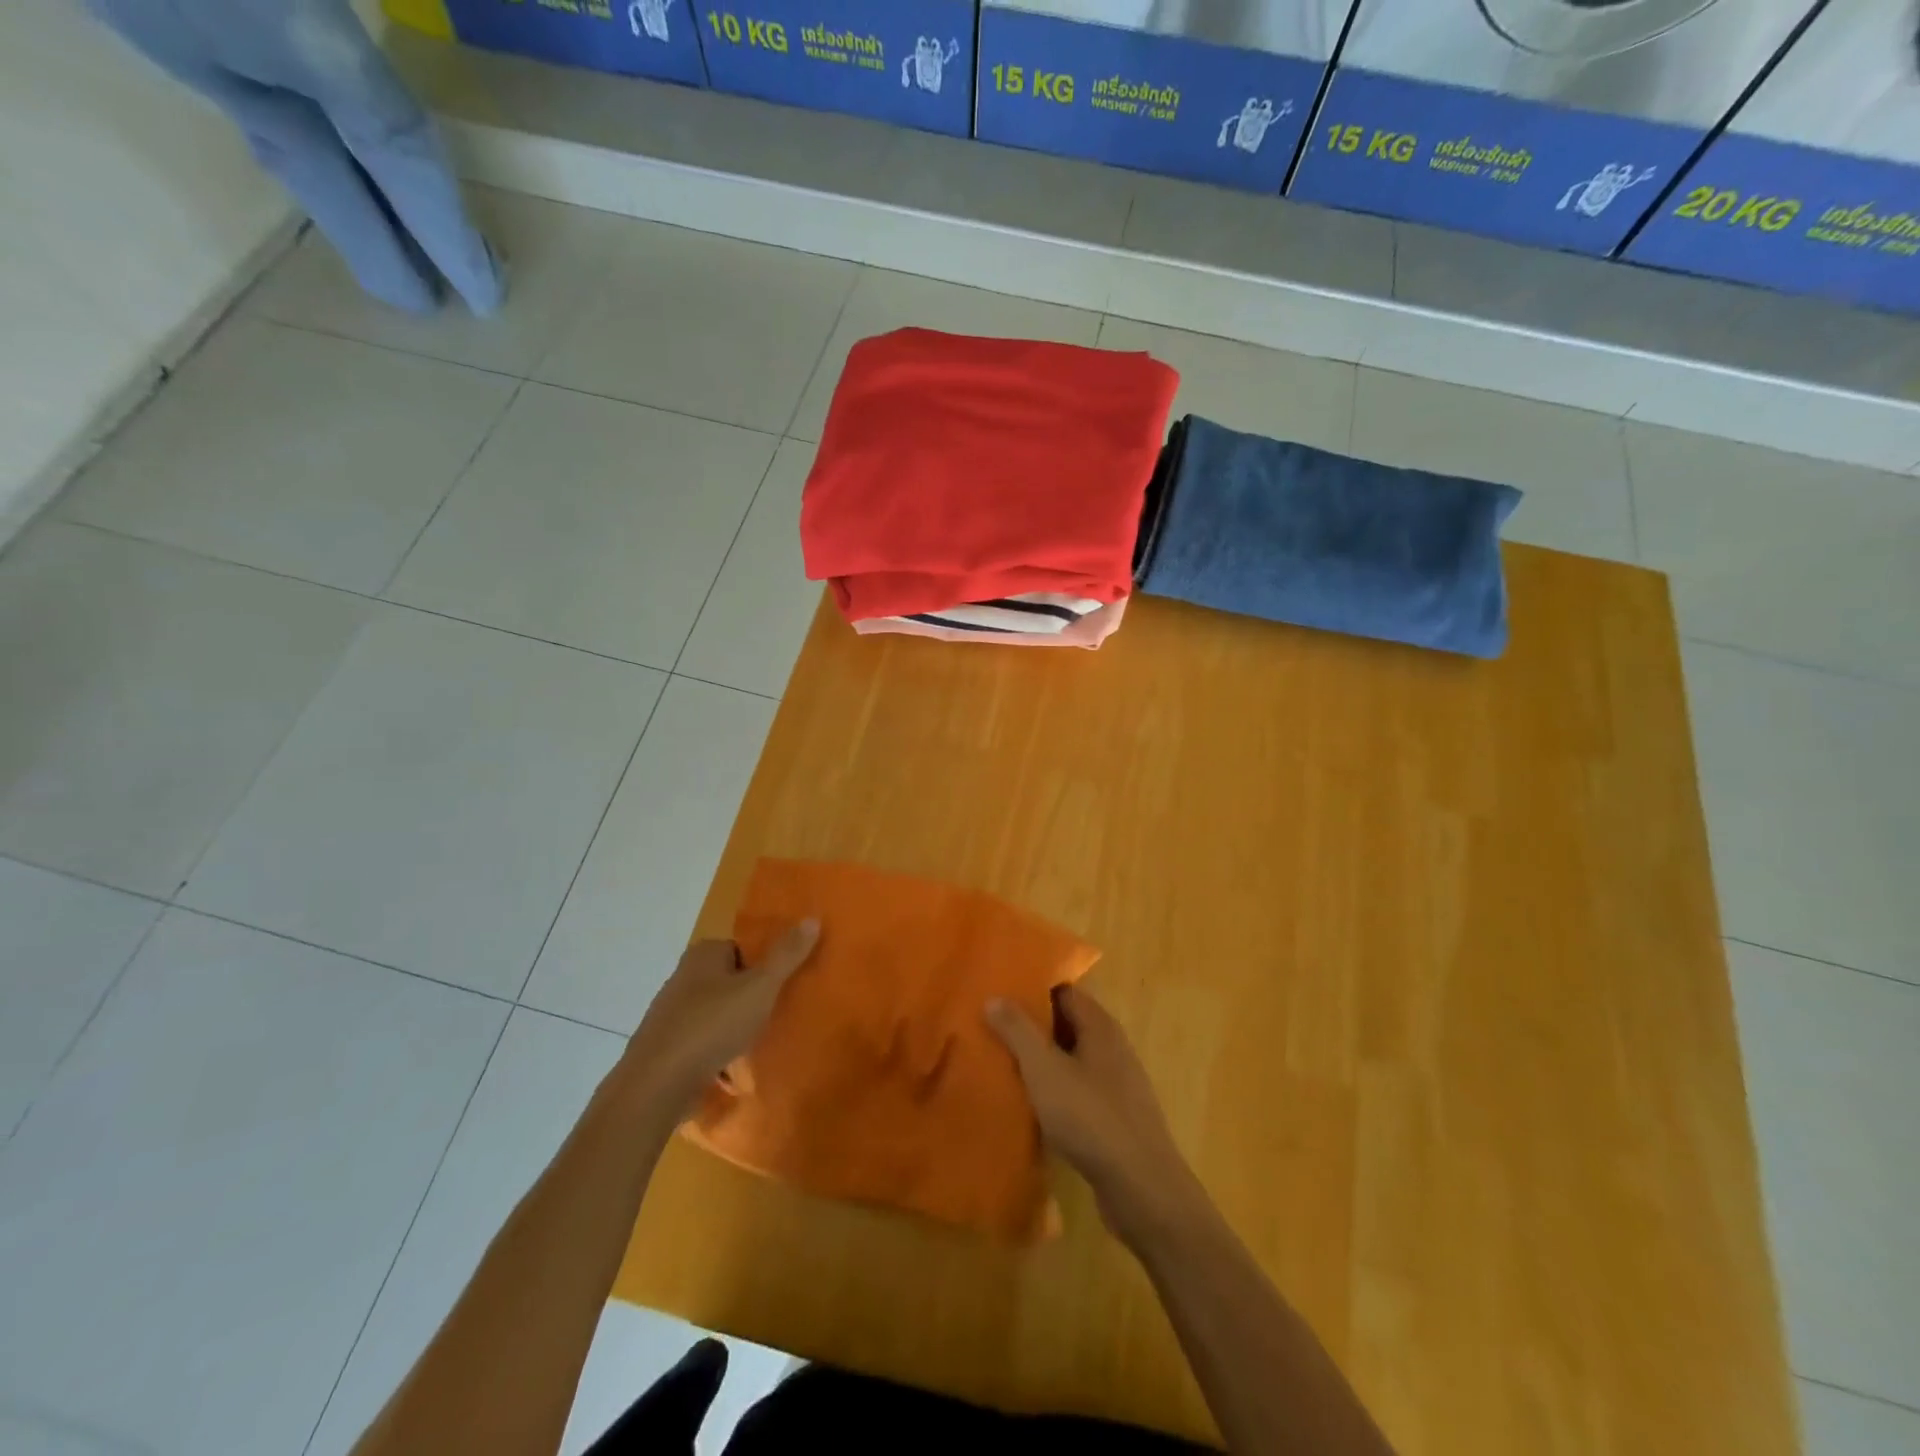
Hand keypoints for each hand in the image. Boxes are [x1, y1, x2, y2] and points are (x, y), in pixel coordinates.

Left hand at [626, 921, 819, 1116]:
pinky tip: (733, 1069)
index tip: (784, 985)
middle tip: (778, 1014)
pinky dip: (718, 1051)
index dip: (765, 965)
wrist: (656, 1085)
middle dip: (751, 997)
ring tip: (760, 1043)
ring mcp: (671, 1013)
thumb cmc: (712, 1025)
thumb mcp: (760, 987)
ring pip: (717, 1013)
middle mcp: (683, 976)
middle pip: (730, 980)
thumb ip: (787, 955)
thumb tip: (813, 917)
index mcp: (703, 954)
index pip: (743, 948)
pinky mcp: (666, 1047)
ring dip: (735, 1027)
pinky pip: (702, 1042)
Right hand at [986, 986, 1200, 1241]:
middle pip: (1066, 1024)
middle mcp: (1112, 1048)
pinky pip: (1076, 1091)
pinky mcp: (1114, 1118)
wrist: (1142, 1190)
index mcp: (1100, 1026)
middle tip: (989, 1026)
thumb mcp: (1045, 1070)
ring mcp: (1116, 1085)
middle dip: (1031, 1025)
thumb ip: (1018, 1031)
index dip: (1032, 988)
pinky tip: (1028, 1105)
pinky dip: (1053, 1091)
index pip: (1064, 991)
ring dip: (1040, 1060)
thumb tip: (995, 996)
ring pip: (1070, 1060)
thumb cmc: (1091, 1118)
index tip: (999, 991)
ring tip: (999, 1063)